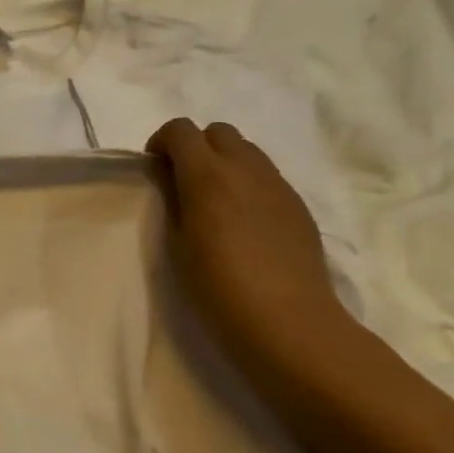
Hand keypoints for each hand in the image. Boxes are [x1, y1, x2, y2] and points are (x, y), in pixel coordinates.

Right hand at [147, 118, 354, 372]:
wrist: (289, 322)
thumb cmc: (218, 287)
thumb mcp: (177, 244)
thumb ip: (172, 200)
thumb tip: (170, 177)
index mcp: (208, 174)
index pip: (180, 130)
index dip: (162, 141)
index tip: (155, 169)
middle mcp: (245, 168)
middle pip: (218, 131)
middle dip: (196, 146)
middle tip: (184, 182)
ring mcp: (277, 185)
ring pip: (247, 150)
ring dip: (225, 162)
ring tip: (215, 202)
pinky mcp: (298, 205)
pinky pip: (267, 177)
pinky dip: (248, 184)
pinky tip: (245, 223)